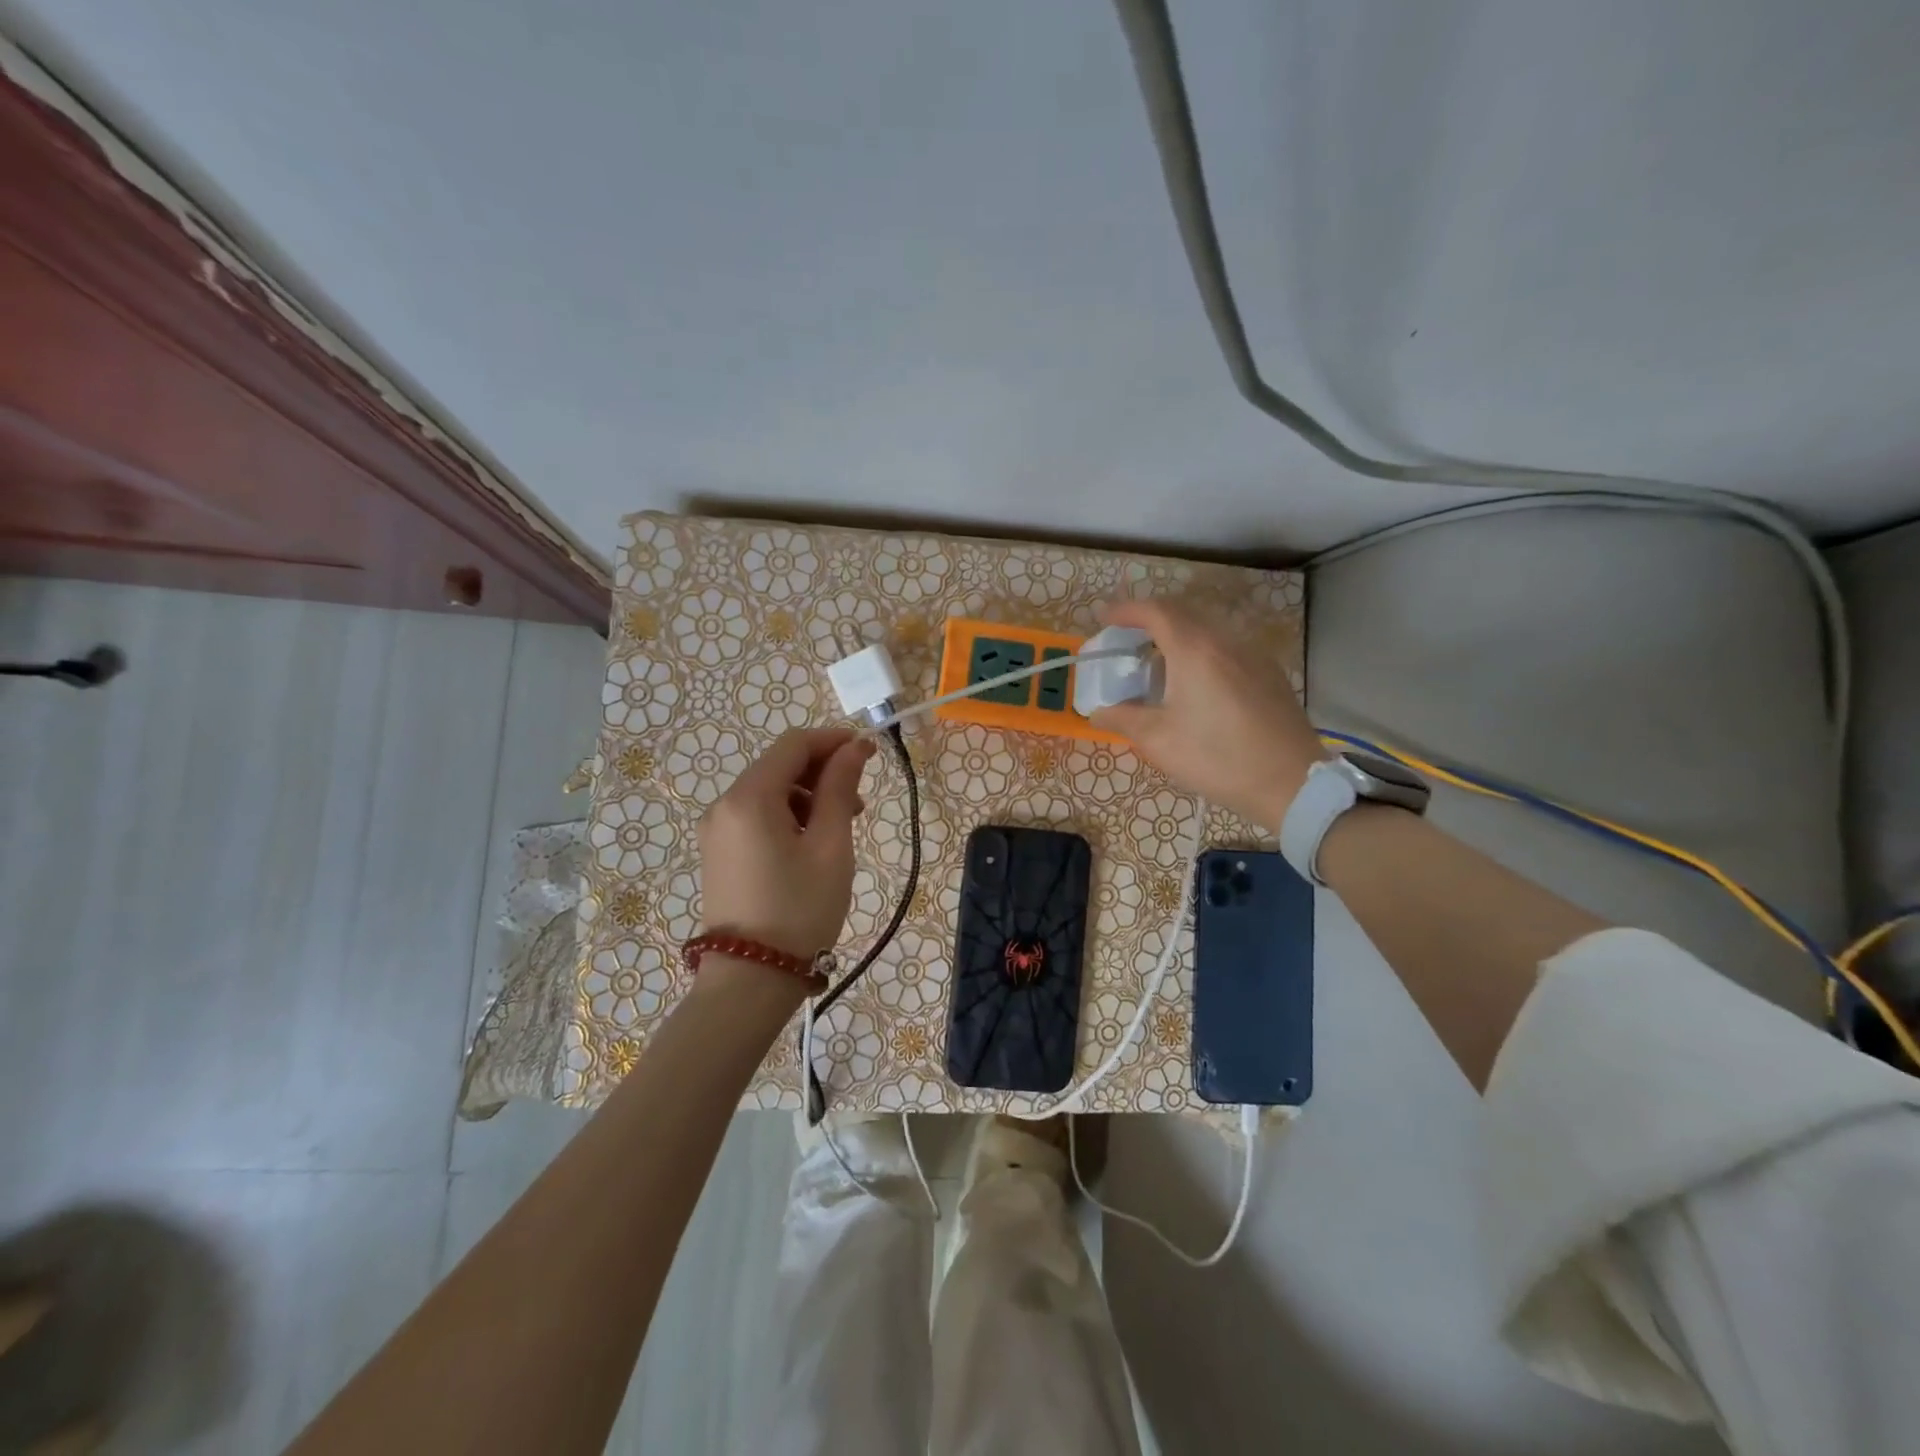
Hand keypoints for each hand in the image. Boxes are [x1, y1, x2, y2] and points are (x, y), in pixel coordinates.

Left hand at [697, 727, 875, 958]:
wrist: (750, 980)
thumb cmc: (800, 910)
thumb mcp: (830, 846)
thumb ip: (840, 789)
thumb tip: (854, 747)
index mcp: (750, 798)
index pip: (793, 745)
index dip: (832, 740)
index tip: (868, 752)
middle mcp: (724, 805)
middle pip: (779, 765)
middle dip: (822, 772)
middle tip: (859, 802)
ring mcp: (716, 830)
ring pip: (769, 791)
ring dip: (808, 796)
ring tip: (841, 827)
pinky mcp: (719, 851)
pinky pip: (756, 815)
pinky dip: (788, 815)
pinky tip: (812, 843)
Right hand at [1089, 597, 1324, 830]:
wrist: (1291, 783)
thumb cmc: (1218, 758)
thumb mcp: (1159, 741)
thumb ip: (1123, 719)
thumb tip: (1099, 712)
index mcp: (1195, 650)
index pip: (1156, 611)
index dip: (1127, 610)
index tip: (1106, 619)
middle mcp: (1226, 642)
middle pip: (1184, 614)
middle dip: (1151, 621)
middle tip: (1128, 641)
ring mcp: (1253, 656)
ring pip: (1208, 631)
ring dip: (1178, 637)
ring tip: (1160, 664)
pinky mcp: (1270, 674)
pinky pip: (1228, 649)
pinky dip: (1202, 652)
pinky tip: (1197, 684)